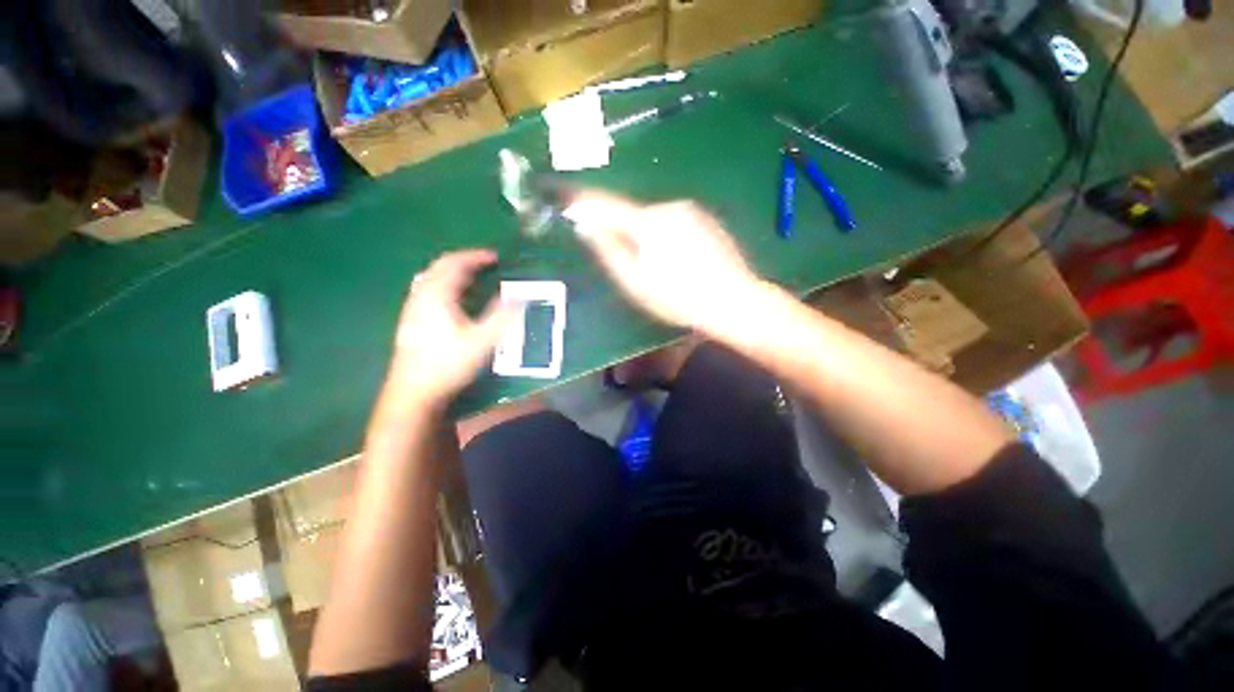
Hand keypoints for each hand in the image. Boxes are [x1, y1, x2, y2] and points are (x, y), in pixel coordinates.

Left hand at [386, 250, 513, 404]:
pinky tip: (453, 298)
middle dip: (464, 260)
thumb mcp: (482, 342)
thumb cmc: (449, 364)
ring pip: (431, 277)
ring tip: (472, 277)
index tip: (495, 257)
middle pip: (440, 266)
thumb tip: (520, 297)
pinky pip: (427, 289)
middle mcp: (421, 296)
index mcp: (438, 296)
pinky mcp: (411, 319)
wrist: (414, 390)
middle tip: (485, 263)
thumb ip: (502, 317)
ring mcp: (413, 307)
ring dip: (452, 271)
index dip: (476, 257)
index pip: (456, 264)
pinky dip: (444, 283)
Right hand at [564, 191, 764, 334]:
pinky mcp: (709, 222)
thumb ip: (609, 251)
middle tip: (628, 262)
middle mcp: (672, 207)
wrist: (735, 302)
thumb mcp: (636, 282)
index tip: (568, 196)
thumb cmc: (679, 298)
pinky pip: (677, 225)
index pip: (609, 206)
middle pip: (635, 215)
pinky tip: (679, 264)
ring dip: (648, 237)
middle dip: (624, 231)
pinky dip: (668, 238)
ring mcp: (694, 213)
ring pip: (657, 221)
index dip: (587, 202)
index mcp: (650, 221)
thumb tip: (587, 226)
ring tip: (660, 270)